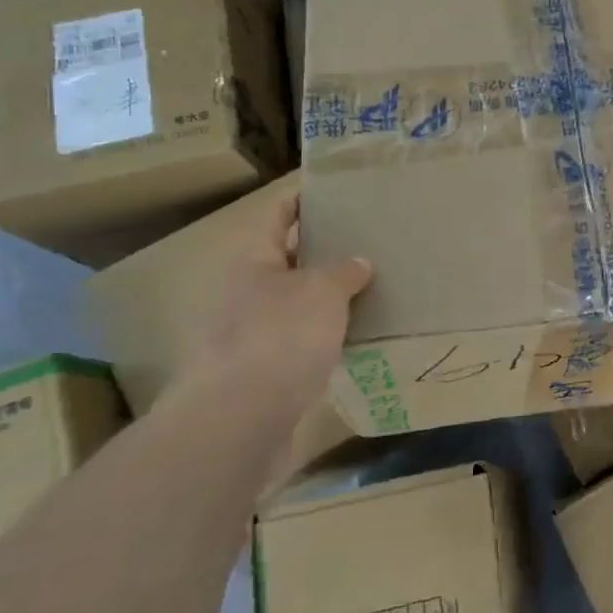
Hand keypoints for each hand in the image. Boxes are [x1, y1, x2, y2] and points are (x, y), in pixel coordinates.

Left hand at [181, 191, 372, 435]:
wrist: (239, 421)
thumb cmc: (279, 337)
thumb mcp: (321, 291)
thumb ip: (343, 271)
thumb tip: (357, 262)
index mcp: (252, 261)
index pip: (276, 217)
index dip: (301, 200)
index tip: (333, 190)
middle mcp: (246, 294)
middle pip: (287, 262)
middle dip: (324, 252)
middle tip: (369, 241)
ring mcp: (251, 336)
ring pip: (297, 305)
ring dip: (329, 298)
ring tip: (374, 287)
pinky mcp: (264, 374)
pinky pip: (302, 343)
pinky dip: (328, 336)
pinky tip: (359, 337)